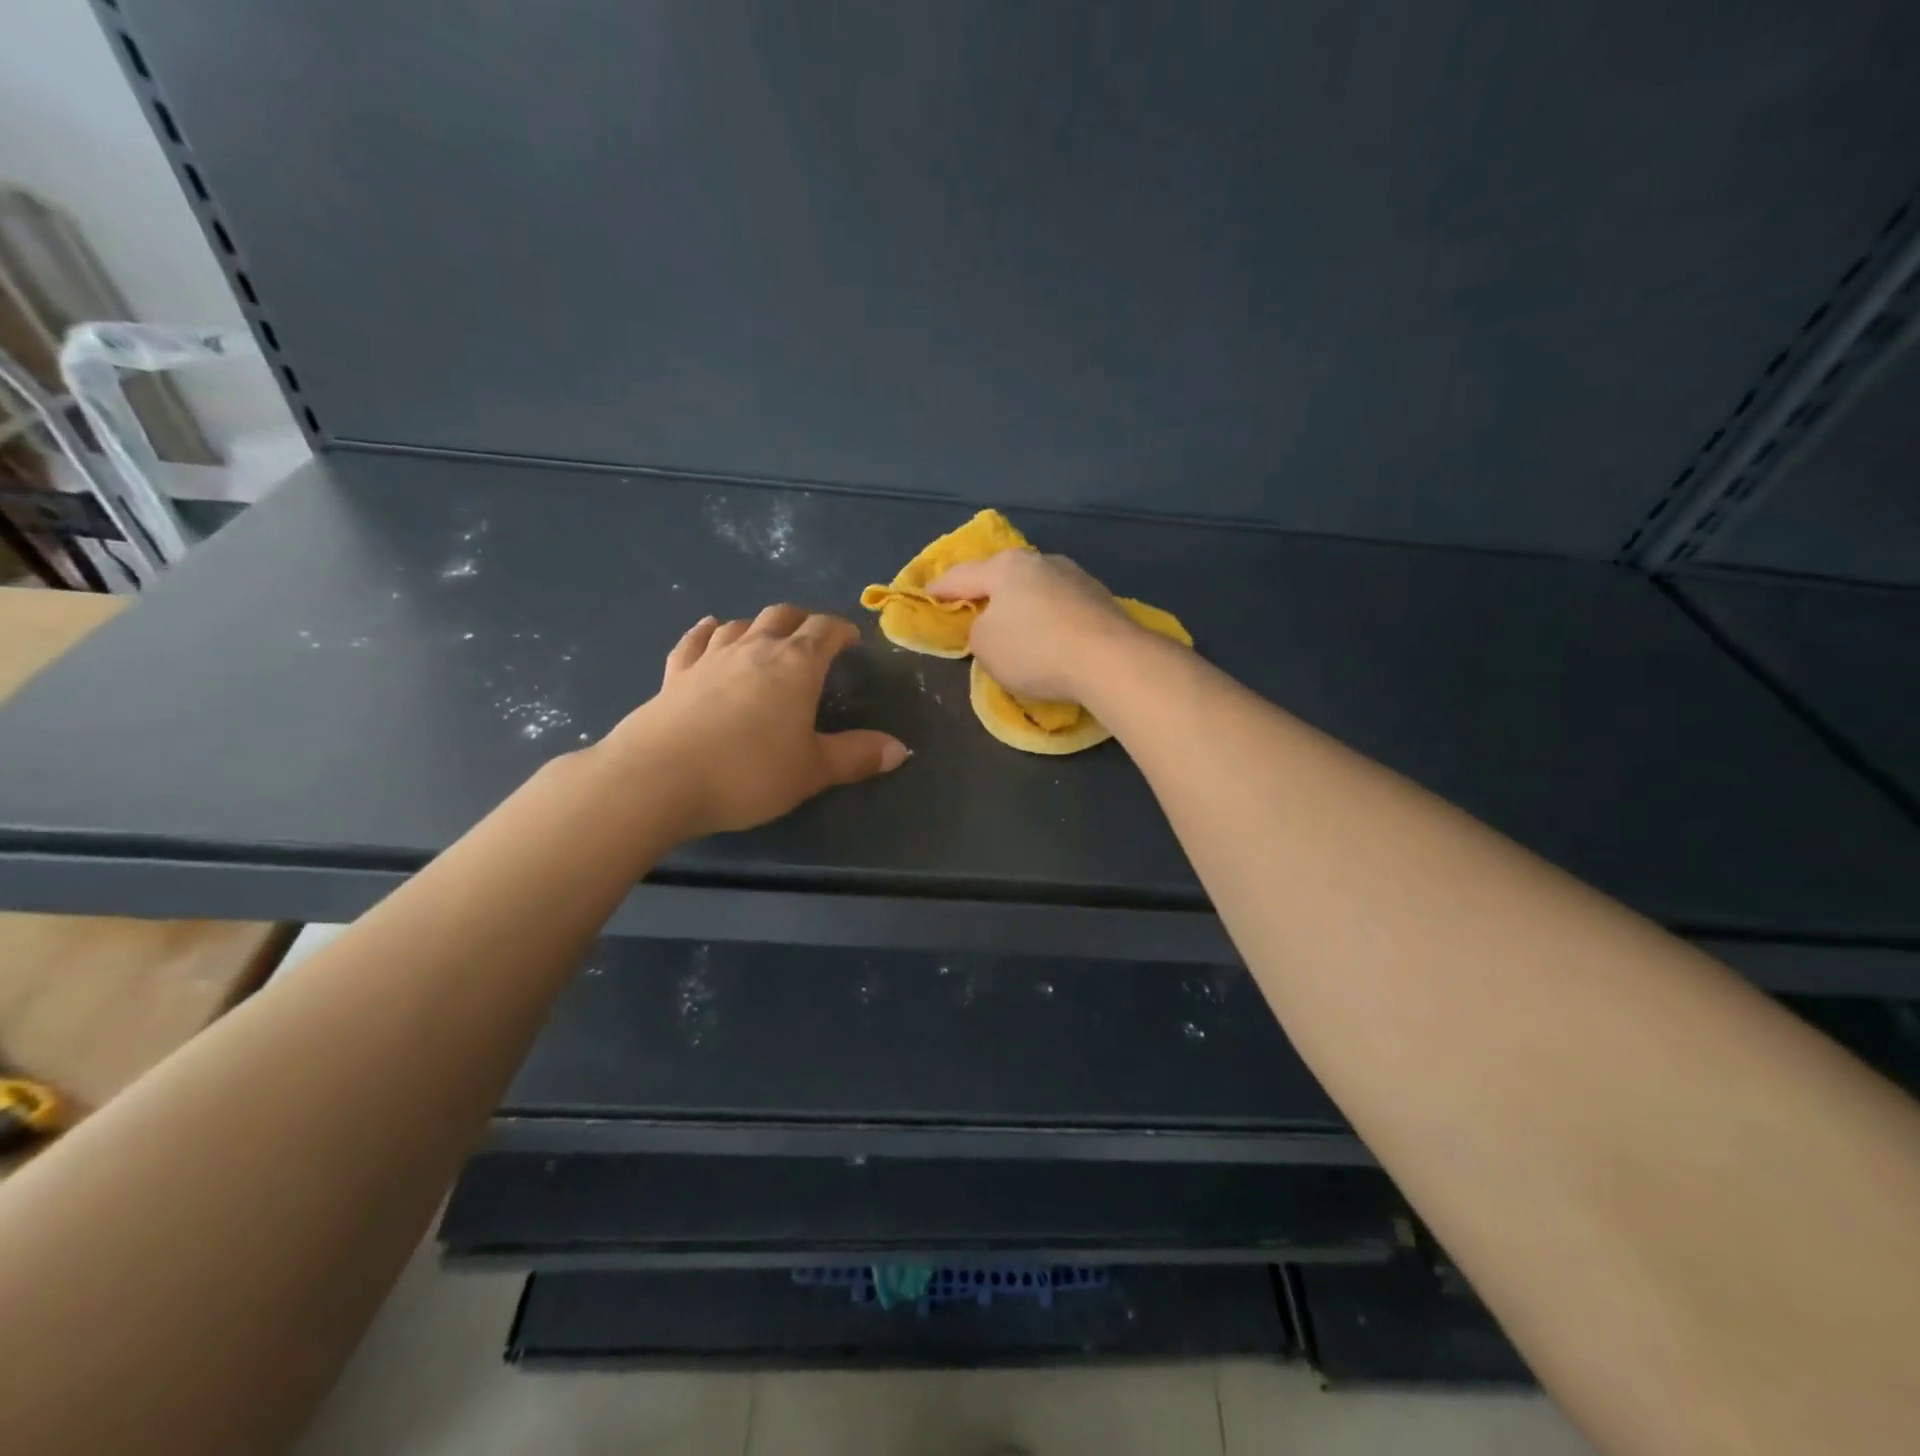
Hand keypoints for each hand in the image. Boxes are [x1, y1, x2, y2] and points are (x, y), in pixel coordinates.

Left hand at [607, 605, 908, 836]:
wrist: (658, 780)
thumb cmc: (748, 773)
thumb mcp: (813, 771)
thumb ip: (857, 756)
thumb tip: (900, 750)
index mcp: (795, 666)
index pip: (824, 631)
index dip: (841, 630)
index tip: (851, 639)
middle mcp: (753, 650)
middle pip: (781, 617)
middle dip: (802, 621)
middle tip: (812, 638)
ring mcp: (709, 658)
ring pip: (739, 624)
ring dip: (758, 625)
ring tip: (767, 637)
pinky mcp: (674, 675)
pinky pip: (695, 641)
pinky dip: (708, 632)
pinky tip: (711, 630)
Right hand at [926, 550, 1145, 701]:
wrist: (1110, 660)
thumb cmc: (1034, 649)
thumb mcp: (985, 646)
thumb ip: (978, 631)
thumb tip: (993, 624)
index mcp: (1005, 567)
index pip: (962, 576)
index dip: (941, 589)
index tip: (928, 595)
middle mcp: (1041, 562)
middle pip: (1004, 576)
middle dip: (988, 591)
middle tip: (975, 608)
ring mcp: (1076, 577)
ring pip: (1037, 589)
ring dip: (1023, 606)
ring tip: (1016, 627)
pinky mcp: (1101, 599)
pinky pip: (1062, 607)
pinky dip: (1050, 619)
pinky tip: (1050, 637)